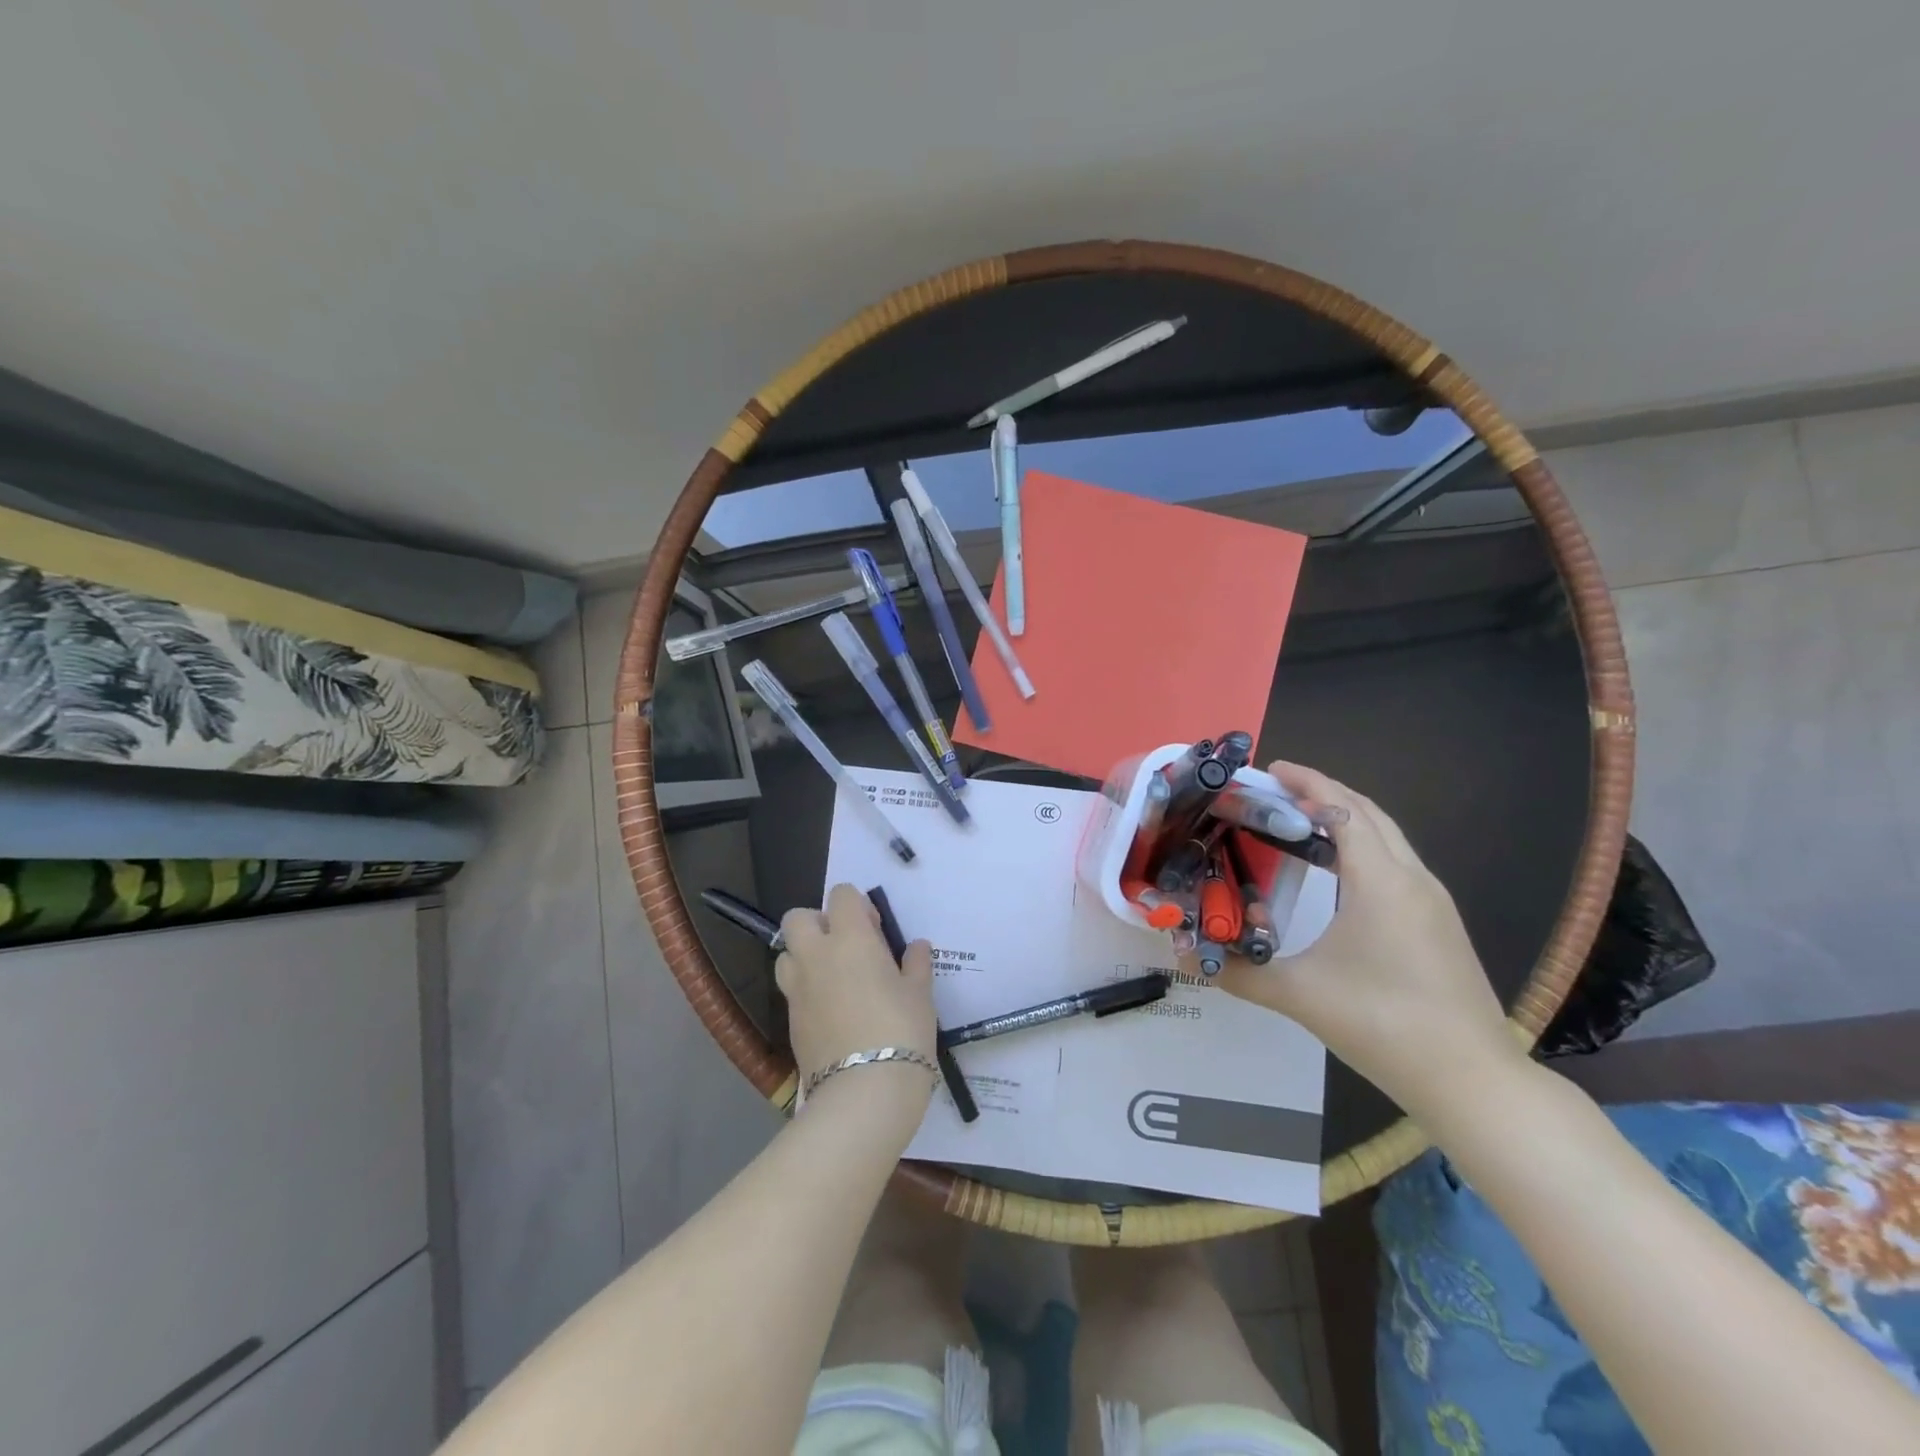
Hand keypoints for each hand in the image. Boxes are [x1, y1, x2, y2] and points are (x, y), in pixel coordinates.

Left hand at [777, 884, 938, 1119]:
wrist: (864, 1092)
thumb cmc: (901, 1032)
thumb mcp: (920, 995)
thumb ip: (916, 964)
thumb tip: (918, 946)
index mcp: (850, 938)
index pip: (841, 895)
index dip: (857, 905)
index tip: (875, 930)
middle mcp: (816, 955)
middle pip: (798, 917)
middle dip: (819, 923)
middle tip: (847, 947)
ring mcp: (797, 988)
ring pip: (786, 953)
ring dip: (805, 955)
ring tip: (834, 978)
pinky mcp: (789, 1020)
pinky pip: (791, 989)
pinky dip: (806, 989)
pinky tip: (832, 1011)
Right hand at [1216, 762, 1523, 1112]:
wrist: (1472, 1080)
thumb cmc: (1383, 1023)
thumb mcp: (1300, 995)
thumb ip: (1239, 974)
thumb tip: (1186, 960)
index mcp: (1380, 881)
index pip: (1342, 810)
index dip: (1307, 783)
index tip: (1271, 769)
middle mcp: (1412, 879)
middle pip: (1369, 814)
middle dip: (1324, 793)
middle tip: (1278, 790)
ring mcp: (1433, 902)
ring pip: (1388, 838)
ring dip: (1346, 818)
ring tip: (1300, 822)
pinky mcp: (1440, 924)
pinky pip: (1397, 863)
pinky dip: (1364, 847)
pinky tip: (1338, 873)